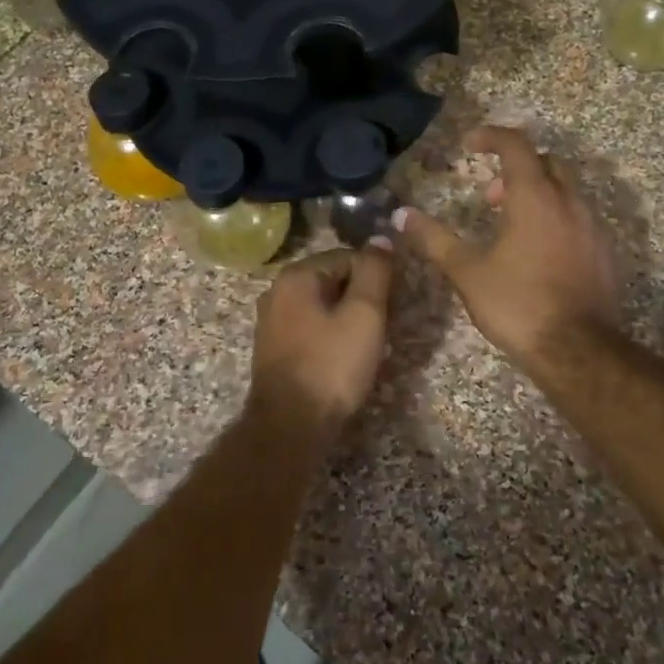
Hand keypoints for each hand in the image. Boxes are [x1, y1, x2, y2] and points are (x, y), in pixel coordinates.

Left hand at [247, 244, 394, 439]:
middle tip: (383, 326)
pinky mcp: (273, 349)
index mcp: (296, 275)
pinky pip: (310, 328)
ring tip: (368, 344)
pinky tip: (344, 358)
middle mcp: (277, 291)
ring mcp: (271, 321)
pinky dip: (330, 335)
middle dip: (361, 298)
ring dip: (347, 318)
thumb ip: (374, 272)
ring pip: (322, 306)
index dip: (375, 276)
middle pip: (332, 280)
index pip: (347, 256)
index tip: (393, 303)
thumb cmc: (331, 366)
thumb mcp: (364, 314)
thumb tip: (381, 238)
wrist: (290, 426)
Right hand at [396, 126, 621, 372]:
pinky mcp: (603, 251)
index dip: (491, 137)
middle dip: (515, 168)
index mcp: (535, 198)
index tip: (469, 144)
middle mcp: (569, 202)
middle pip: (546, 162)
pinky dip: (554, 217)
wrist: (577, 351)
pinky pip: (577, 217)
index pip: (516, 145)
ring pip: (565, 190)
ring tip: (508, 225)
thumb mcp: (467, 272)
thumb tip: (401, 215)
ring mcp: (592, 226)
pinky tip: (536, 251)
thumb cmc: (517, 304)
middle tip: (488, 195)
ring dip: (535, 194)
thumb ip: (434, 239)